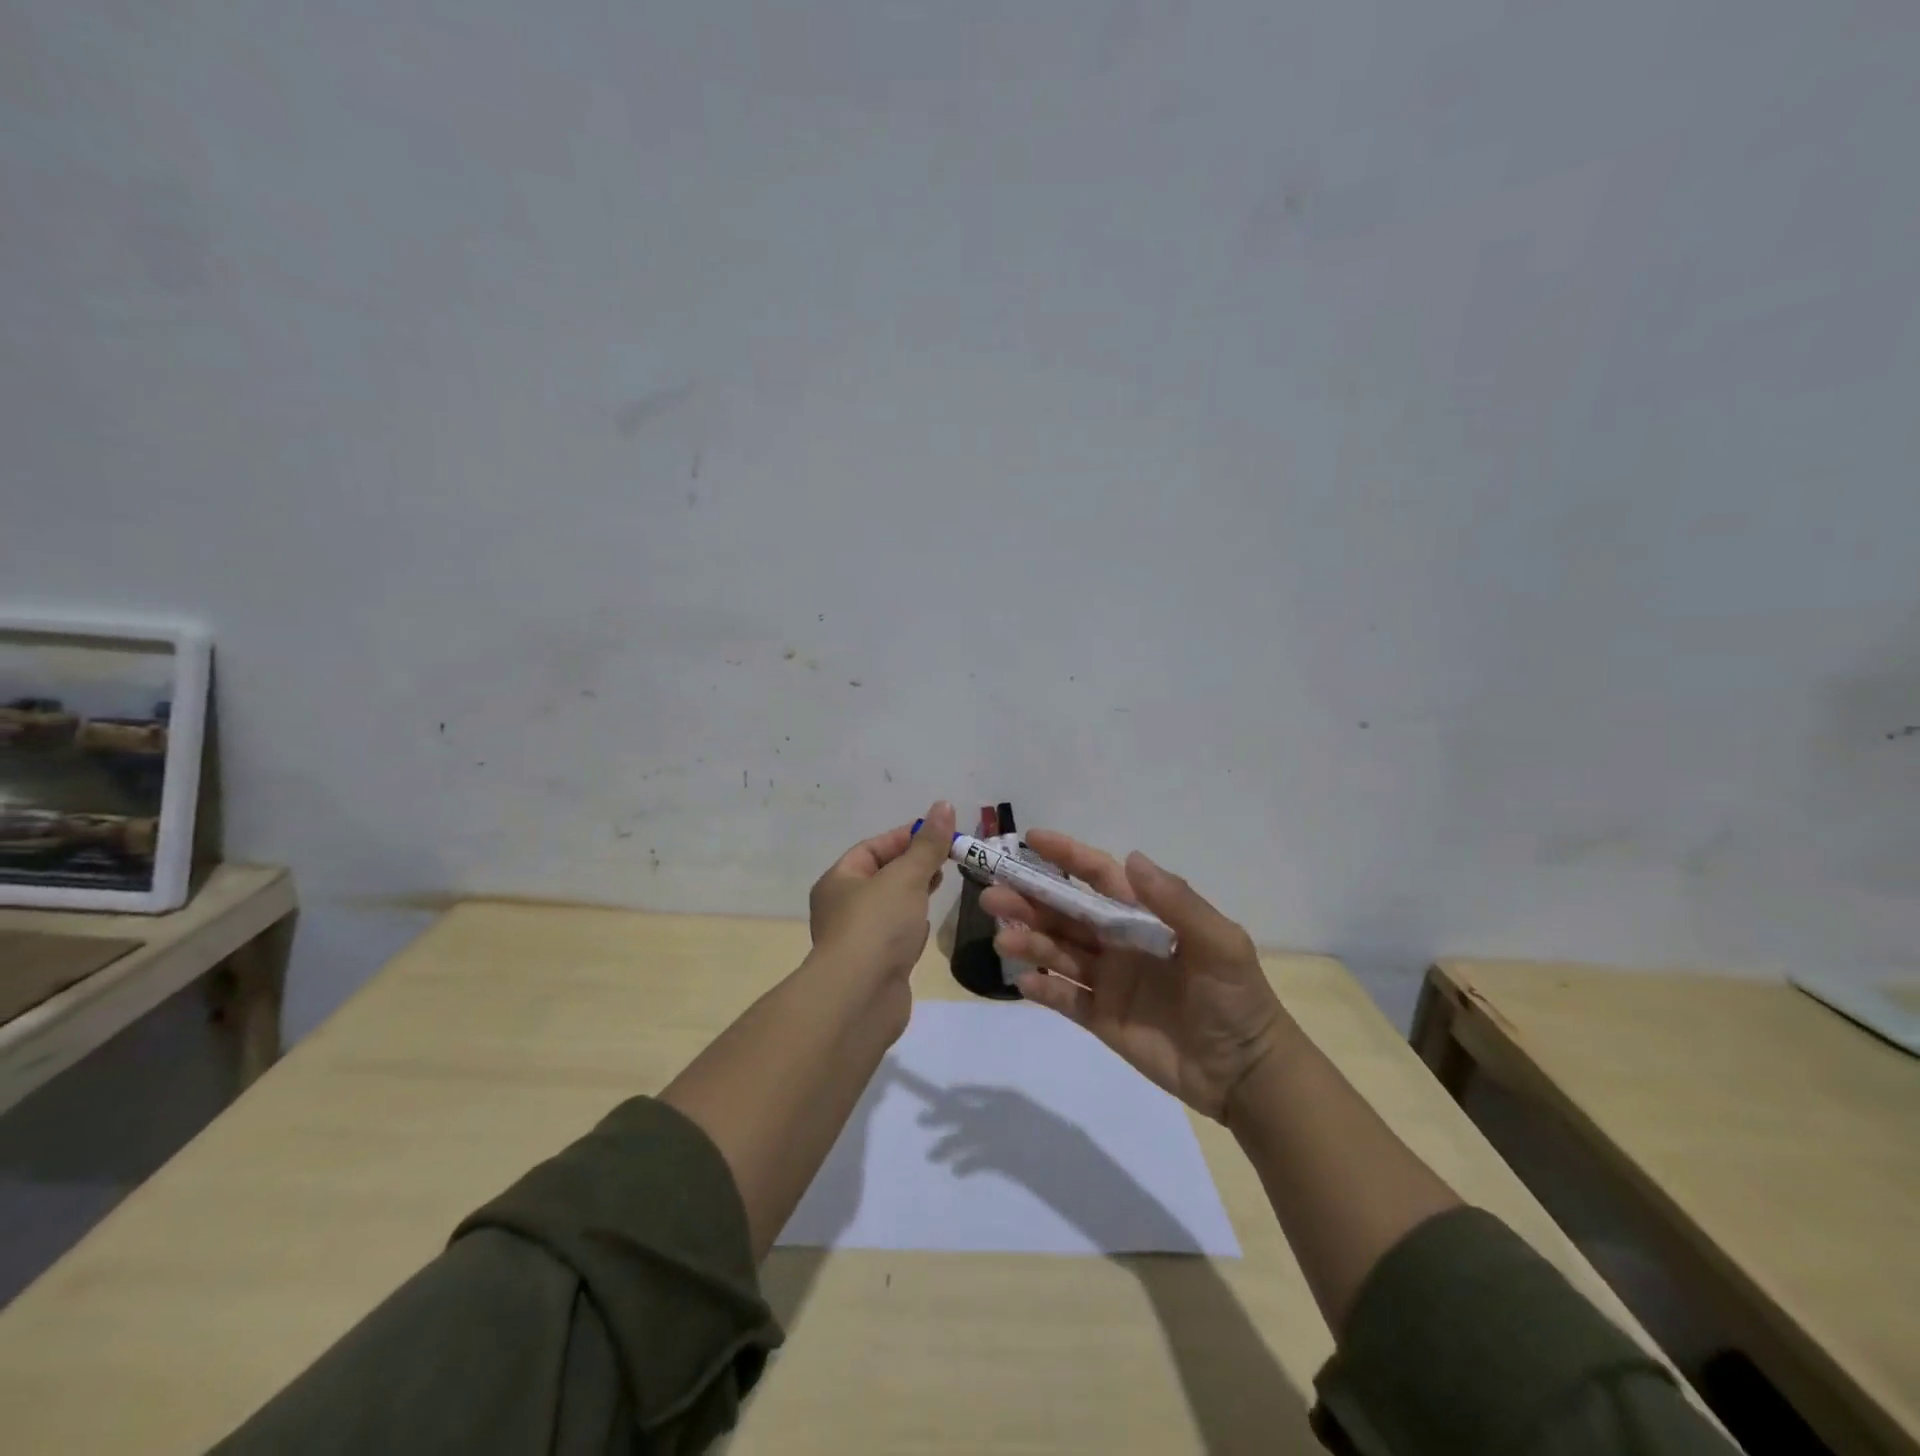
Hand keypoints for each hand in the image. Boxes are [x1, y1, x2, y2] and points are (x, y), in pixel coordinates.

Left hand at [808, 800, 955, 985]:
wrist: (859, 998)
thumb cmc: (877, 925)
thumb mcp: (906, 876)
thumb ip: (928, 845)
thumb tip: (944, 805)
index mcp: (839, 880)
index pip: (872, 848)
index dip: (905, 837)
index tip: (939, 833)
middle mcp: (842, 907)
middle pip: (881, 876)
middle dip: (913, 864)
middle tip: (947, 857)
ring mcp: (858, 939)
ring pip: (889, 906)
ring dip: (913, 894)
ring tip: (942, 883)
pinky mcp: (874, 965)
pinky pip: (895, 935)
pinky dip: (911, 925)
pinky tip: (927, 925)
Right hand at [981, 832, 1283, 1121]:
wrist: (1245, 1074)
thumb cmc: (1236, 999)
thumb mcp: (1219, 943)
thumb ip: (1176, 902)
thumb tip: (1131, 858)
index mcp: (1145, 916)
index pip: (1099, 877)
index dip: (1066, 856)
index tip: (1030, 839)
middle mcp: (1119, 941)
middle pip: (1066, 913)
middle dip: (1030, 900)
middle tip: (993, 895)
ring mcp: (1108, 980)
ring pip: (1058, 952)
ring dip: (1029, 941)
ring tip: (1002, 940)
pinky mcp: (1101, 1018)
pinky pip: (1064, 999)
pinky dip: (1043, 989)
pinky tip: (1024, 982)